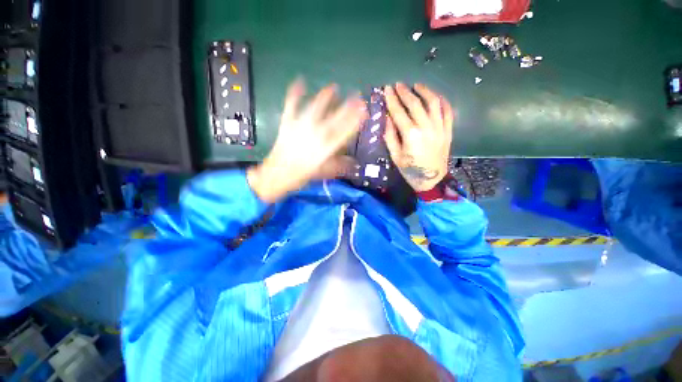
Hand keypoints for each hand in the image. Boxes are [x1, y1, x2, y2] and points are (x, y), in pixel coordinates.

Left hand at [247, 80, 366, 202]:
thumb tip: (354, 163)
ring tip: (333, 87)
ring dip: (326, 96)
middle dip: (348, 105)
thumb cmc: (303, 174)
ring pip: (316, 106)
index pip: (346, 130)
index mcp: (328, 146)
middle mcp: (317, 133)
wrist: (279, 173)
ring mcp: (302, 126)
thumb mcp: (325, 172)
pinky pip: (292, 105)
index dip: (356, 119)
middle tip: (356, 96)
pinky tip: (299, 82)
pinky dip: (295, 93)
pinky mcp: (288, 122)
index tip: (364, 110)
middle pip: (336, 116)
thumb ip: (340, 166)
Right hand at [384, 83, 453, 191]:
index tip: (387, 89)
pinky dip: (441, 100)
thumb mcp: (395, 155)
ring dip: (424, 91)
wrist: (431, 180)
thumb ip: (390, 136)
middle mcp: (426, 127)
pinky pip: (448, 110)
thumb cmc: (410, 169)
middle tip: (398, 85)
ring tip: (416, 85)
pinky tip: (434, 96)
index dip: (392, 99)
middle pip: (415, 103)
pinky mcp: (448, 130)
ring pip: (433, 102)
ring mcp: (440, 127)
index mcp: (410, 135)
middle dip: (405, 92)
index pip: (399, 111)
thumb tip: (388, 118)